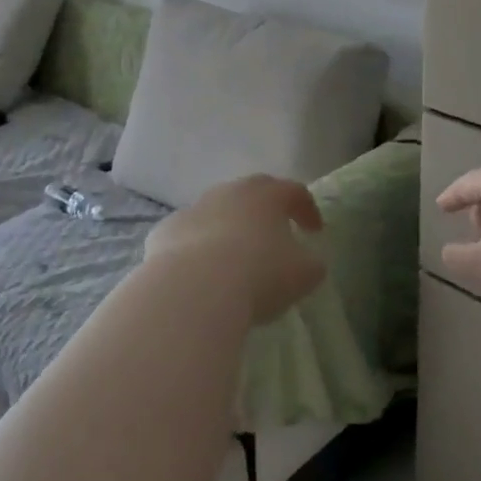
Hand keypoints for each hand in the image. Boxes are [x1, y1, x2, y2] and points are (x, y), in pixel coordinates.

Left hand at [143, 175, 326, 326]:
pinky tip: (200, 272)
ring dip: (228, 227)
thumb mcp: (303, 274)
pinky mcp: (165, 231)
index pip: (294, 191)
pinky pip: (188, 235)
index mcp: (268, 195)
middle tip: (274, 234)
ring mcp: (194, 208)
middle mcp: (230, 192)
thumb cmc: (258, 275)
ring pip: (217, 211)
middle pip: (253, 192)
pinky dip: (197, 247)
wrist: (192, 289)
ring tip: (235, 257)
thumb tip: (309, 261)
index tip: (314, 231)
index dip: (307, 209)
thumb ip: (311, 263)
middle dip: (266, 210)